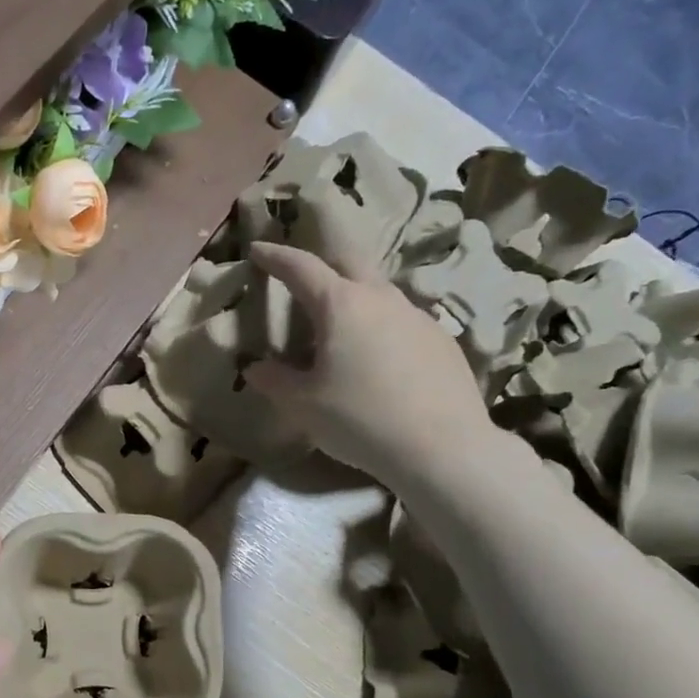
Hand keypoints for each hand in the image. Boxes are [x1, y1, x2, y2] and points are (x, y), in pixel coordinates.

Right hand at [244, 240, 495, 486]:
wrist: (442, 448)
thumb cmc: (360, 419)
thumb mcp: (303, 405)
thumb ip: (274, 381)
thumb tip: (256, 367)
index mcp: (341, 305)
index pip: (302, 267)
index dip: (276, 257)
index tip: (257, 250)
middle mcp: (381, 298)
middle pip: (350, 260)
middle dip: (323, 261)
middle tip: (304, 277)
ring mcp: (418, 316)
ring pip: (380, 291)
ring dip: (355, 297)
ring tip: (341, 328)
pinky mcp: (441, 341)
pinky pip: (403, 321)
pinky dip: (381, 327)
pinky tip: (379, 360)